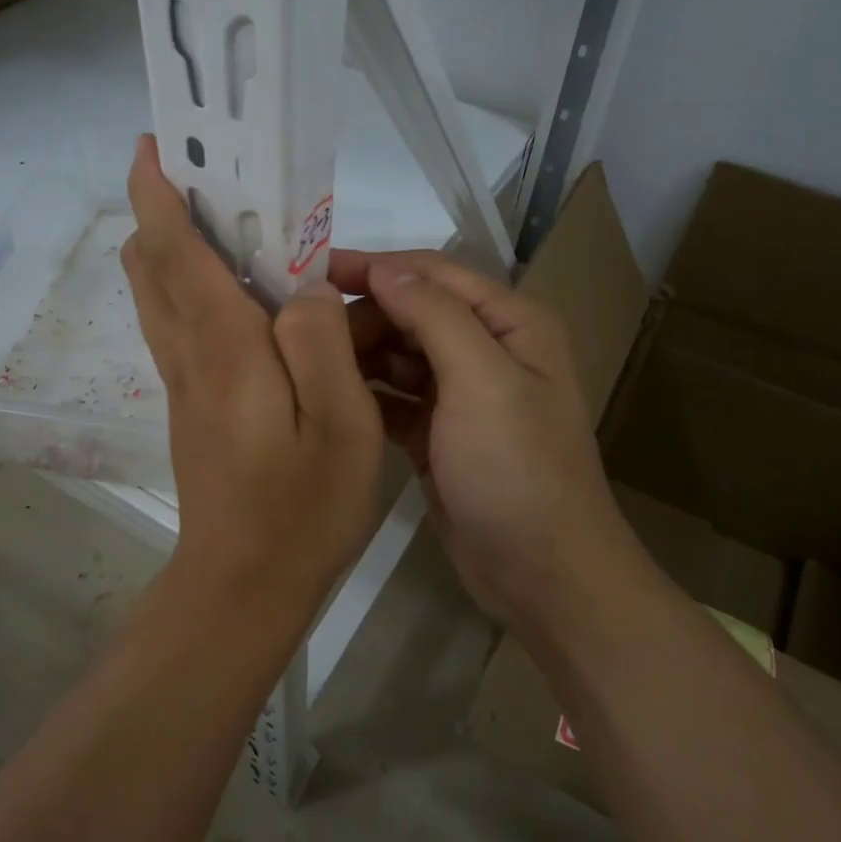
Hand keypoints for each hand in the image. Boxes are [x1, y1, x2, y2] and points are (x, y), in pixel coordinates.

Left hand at [122, 137, 384, 617]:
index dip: (157, 193)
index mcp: (223, 348)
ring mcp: (184, 382)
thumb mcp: (340, 424)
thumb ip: (320, 344)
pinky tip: (243, 296)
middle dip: (163, 211)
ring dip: (175, 247)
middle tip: (208, 176)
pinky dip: (191, 288)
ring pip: (159, 295)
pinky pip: (179, 326)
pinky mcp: (191, 405)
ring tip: (227, 222)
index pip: (176, 252)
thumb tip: (299, 290)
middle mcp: (189, 354)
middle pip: (152, 266)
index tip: (154, 145)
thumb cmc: (301, 508)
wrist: (244, 586)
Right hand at [330, 249, 640, 649]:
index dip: (375, 267)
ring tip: (303, 359)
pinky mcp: (437, 433)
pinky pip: (393, 398)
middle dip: (362, 314)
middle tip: (299, 328)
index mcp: (509, 323)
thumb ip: (435, 316)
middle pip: (411, 312)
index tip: (311, 270)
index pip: (433, 274)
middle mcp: (486, 349)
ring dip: (358, 353)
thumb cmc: (517, 468)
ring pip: (399, 354)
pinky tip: (327, 396)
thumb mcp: (482, 380)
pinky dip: (365, 393)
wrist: (541, 574)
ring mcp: (461, 395)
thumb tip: (385, 269)